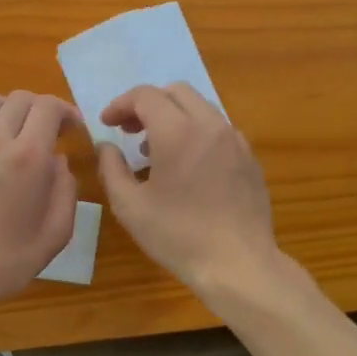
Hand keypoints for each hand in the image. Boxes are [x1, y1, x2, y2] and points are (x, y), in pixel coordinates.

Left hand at [0, 91, 81, 324]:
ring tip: (14, 134)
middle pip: (20, 98)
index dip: (66, 110)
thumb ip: (66, 191)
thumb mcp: (56, 234)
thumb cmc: (6, 262)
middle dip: (40, 108)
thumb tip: (58, 162)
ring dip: (7, 110)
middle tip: (48, 132)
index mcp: (28, 157)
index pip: (49, 106)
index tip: (72, 130)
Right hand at [95, 83, 278, 293]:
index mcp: (178, 131)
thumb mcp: (130, 207)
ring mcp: (235, 140)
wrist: (238, 263)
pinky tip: (188, 166)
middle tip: (130, 131)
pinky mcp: (250, 157)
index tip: (107, 124)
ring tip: (155, 151)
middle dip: (148, 104)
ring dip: (174, 116)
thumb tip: (106, 146)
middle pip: (176, 92)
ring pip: (201, 108)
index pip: (145, 96)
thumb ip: (112, 168)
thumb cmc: (178, 235)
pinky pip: (218, 130)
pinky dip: (197, 133)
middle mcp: (210, 125)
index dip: (121, 104)